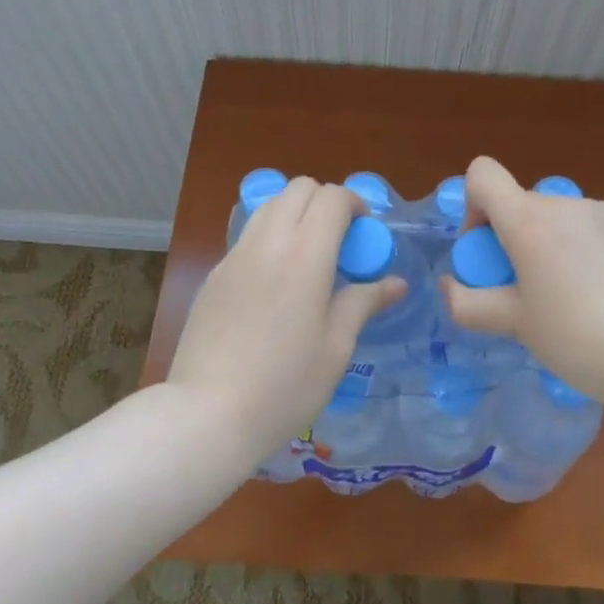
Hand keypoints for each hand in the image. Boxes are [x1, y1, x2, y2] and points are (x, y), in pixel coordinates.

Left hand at [168, 177, 405, 458]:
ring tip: (308, 259)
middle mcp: (267, 243)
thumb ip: (363, 303)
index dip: (355, 205)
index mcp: (304, 256)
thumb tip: (395, 283)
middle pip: (298, 189)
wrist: (208, 413)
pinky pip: (248, 236)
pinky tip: (275, 284)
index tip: (365, 234)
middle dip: (325, 202)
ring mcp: (235, 256)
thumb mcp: (336, 347)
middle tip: (340, 242)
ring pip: (269, 207)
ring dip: (296, 215)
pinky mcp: (214, 274)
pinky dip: (270, 238)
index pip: (331, 198)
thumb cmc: (285, 386)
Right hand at [441, 156, 603, 403]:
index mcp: (529, 220)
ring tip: (567, 297)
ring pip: (557, 218)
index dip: (473, 206)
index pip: (482, 174)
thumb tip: (449, 286)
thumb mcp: (513, 324)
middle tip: (524, 289)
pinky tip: (601, 296)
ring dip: (549, 245)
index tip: (487, 251)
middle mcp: (566, 204)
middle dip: (512, 239)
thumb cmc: (574, 338)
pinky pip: (591, 230)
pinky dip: (582, 251)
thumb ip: (467, 303)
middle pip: (521, 204)